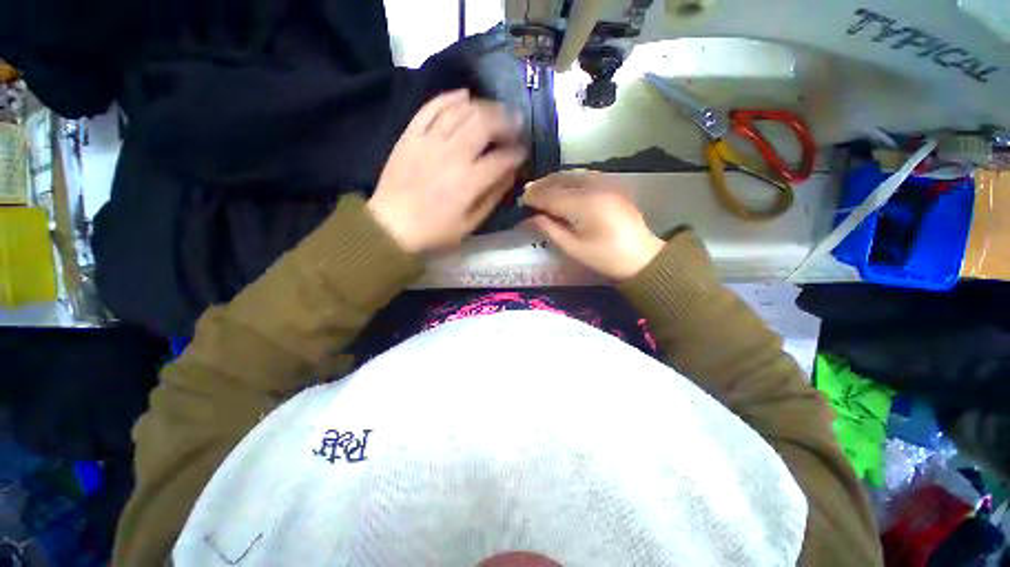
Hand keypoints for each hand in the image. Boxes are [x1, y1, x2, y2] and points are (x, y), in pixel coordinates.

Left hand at [367, 90, 525, 253]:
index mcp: (469, 182)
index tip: (523, 153)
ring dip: (484, 106)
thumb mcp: (470, 224)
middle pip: (485, 124)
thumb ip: (492, 197)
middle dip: (506, 120)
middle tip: (515, 123)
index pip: (502, 158)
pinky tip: (464, 96)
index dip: (517, 153)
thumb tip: (510, 174)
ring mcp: (429, 141)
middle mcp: (452, 155)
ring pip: (462, 110)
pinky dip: (450, 98)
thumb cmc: (435, 230)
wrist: (391, 225)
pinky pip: (432, 107)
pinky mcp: (411, 134)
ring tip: (495, 110)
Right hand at [523, 171, 664, 279]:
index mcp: (584, 205)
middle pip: (560, 180)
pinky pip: (585, 175)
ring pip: (573, 174)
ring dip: (554, 180)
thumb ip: (549, 230)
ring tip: (541, 190)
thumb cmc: (605, 257)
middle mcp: (595, 187)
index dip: (534, 197)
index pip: (551, 195)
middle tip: (527, 195)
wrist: (642, 257)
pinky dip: (569, 179)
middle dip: (541, 186)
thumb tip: (530, 218)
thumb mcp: (573, 248)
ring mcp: (606, 183)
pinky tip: (563, 187)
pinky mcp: (613, 185)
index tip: (521, 202)